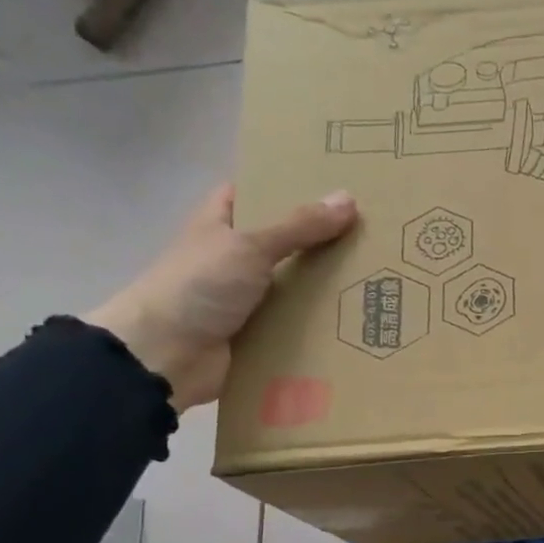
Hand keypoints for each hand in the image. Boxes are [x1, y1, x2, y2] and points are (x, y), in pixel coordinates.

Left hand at [85, 185, 358, 409]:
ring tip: (379, 277)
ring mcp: (247, 298)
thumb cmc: (198, 286)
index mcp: (220, 224)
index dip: (288, 186)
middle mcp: (233, 257)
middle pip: (284, 241)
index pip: (254, 193)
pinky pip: (297, 324)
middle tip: (373, 234)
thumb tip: (349, 198)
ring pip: (296, 285)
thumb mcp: (249, 246)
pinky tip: (360, 320)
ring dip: (328, 286)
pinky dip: (322, 324)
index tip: (334, 187)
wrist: (164, 356)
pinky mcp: (260, 334)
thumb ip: (299, 226)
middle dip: (322, 240)